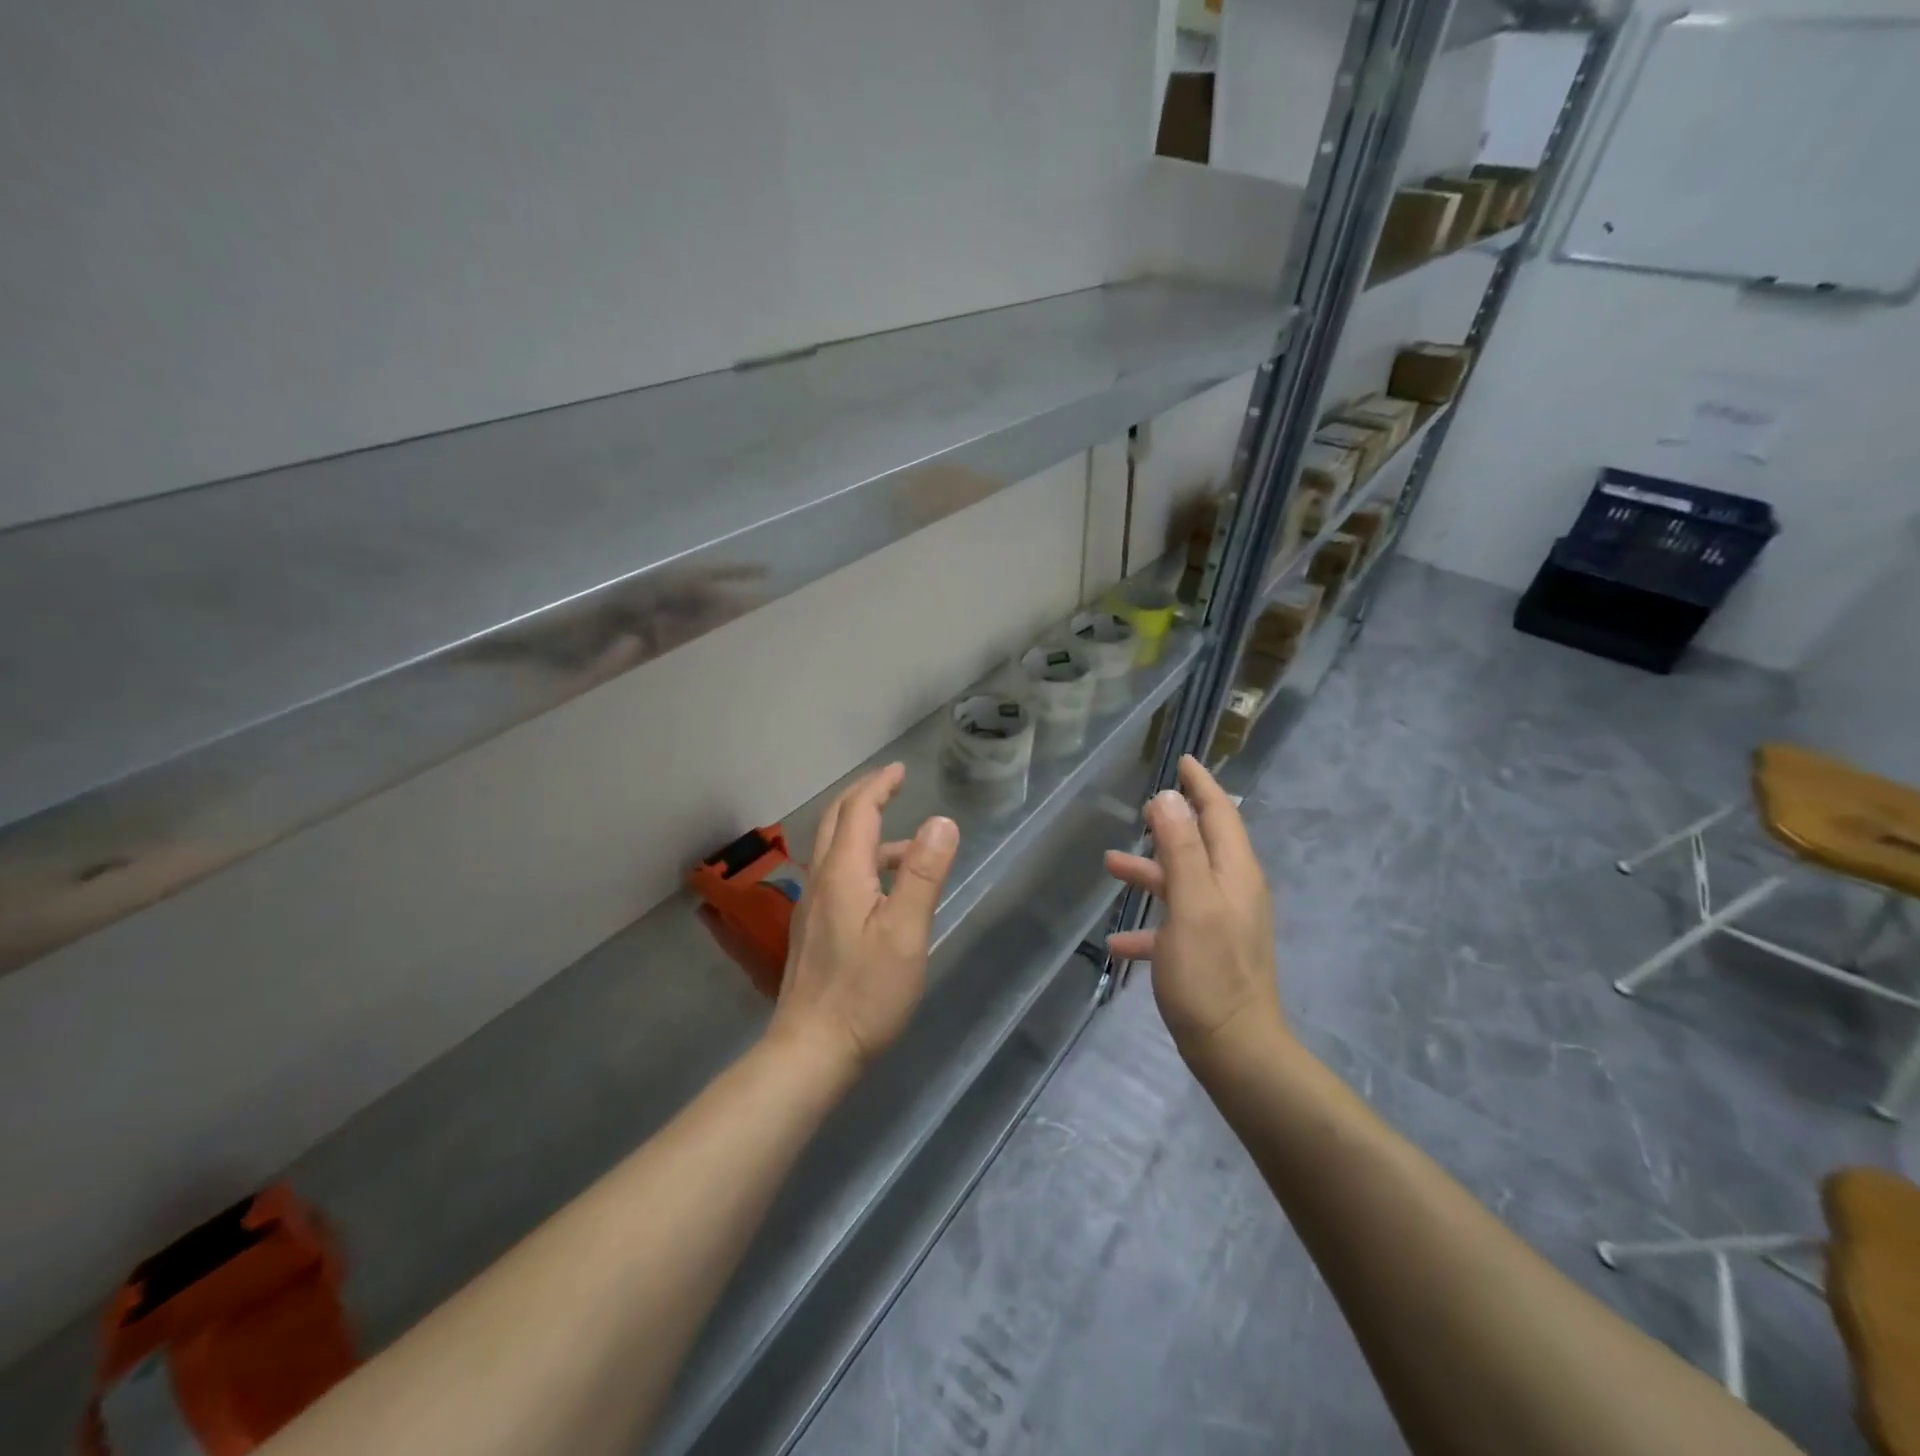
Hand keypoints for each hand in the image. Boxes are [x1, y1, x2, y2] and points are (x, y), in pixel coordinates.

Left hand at [768, 763, 959, 1078]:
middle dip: (864, 797)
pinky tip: (884, 892)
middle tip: (892, 785)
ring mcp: (813, 907)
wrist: (812, 1050)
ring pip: (836, 851)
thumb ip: (922, 874)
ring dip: (866, 833)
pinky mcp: (814, 930)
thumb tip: (941, 821)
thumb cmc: (866, 992)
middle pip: (837, 823)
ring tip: (908, 846)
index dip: (879, 786)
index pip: (858, 811)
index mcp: (843, 873)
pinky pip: (837, 876)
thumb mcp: (906, 932)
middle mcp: (821, 881)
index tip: (900, 770)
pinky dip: (861, 862)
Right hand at [1104, 755, 1285, 1066]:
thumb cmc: (1209, 972)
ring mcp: (1222, 924)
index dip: (1201, 785)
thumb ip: (1180, 847)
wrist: (1234, 1050)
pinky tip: (1116, 941)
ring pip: (1182, 883)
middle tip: (1141, 808)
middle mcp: (1234, 892)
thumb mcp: (1190, 903)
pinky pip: (1174, 925)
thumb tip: (1167, 796)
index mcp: (1235, 873)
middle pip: (1201, 844)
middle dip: (1172, 824)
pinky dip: (1148, 926)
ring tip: (1110, 864)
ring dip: (1150, 871)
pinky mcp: (1209, 953)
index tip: (1184, 760)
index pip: (1220, 814)